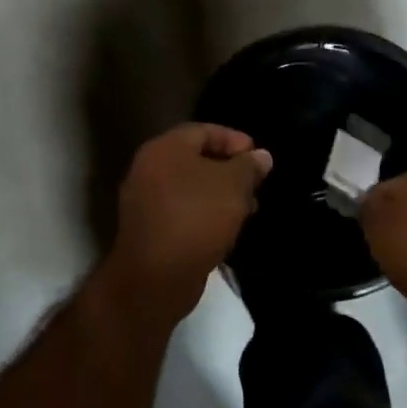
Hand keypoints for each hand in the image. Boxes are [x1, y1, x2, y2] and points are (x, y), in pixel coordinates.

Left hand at [98, 123, 272, 318]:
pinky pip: (182, 210)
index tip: (259, 157)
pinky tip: (226, 228)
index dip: (234, 140)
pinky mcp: (149, 228)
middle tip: (256, 184)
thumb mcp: (233, 186)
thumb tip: (261, 156)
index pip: (203, 131)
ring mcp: (145, 200)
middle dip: (229, 170)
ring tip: (248, 208)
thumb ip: (249, 166)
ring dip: (220, 194)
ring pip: (190, 187)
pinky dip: (205, 213)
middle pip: (195, 159)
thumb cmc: (197, 218)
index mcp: (164, 148)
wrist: (157, 276)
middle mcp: (148, 168)